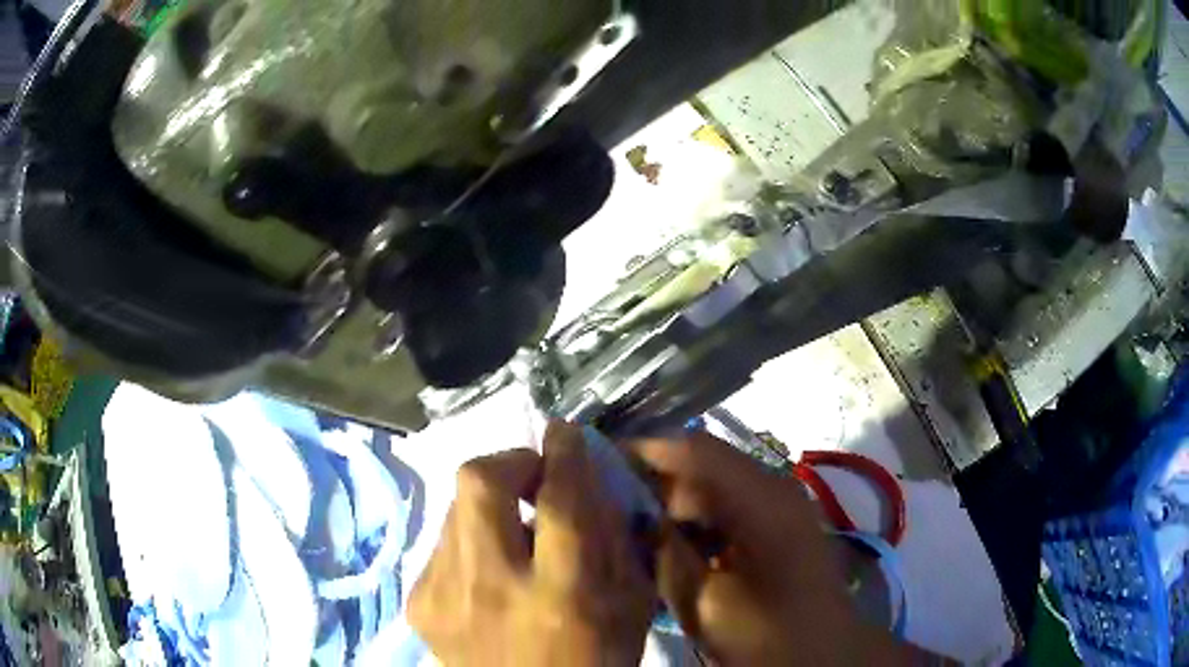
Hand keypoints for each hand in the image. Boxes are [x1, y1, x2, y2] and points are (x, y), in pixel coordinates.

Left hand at [408, 422, 652, 665]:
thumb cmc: (594, 662)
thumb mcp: (631, 606)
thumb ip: (618, 540)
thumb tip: (591, 480)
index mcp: (563, 594)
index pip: (561, 499)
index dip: (563, 453)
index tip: (565, 433)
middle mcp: (493, 588)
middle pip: (480, 482)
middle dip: (510, 461)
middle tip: (532, 475)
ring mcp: (444, 595)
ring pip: (455, 508)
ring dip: (491, 505)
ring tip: (512, 532)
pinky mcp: (418, 604)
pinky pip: (442, 545)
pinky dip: (470, 543)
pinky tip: (487, 573)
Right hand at [628, 432, 915, 665]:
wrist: (821, 652)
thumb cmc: (766, 633)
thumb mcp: (704, 600)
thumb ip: (667, 552)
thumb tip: (636, 515)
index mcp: (761, 499)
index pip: (694, 450)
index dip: (644, 450)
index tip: (596, 461)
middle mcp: (773, 487)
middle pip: (704, 464)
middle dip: (655, 479)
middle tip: (607, 500)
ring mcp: (780, 504)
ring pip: (714, 485)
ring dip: (676, 500)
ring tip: (632, 521)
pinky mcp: (778, 524)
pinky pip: (729, 506)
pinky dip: (698, 518)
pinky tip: (673, 542)